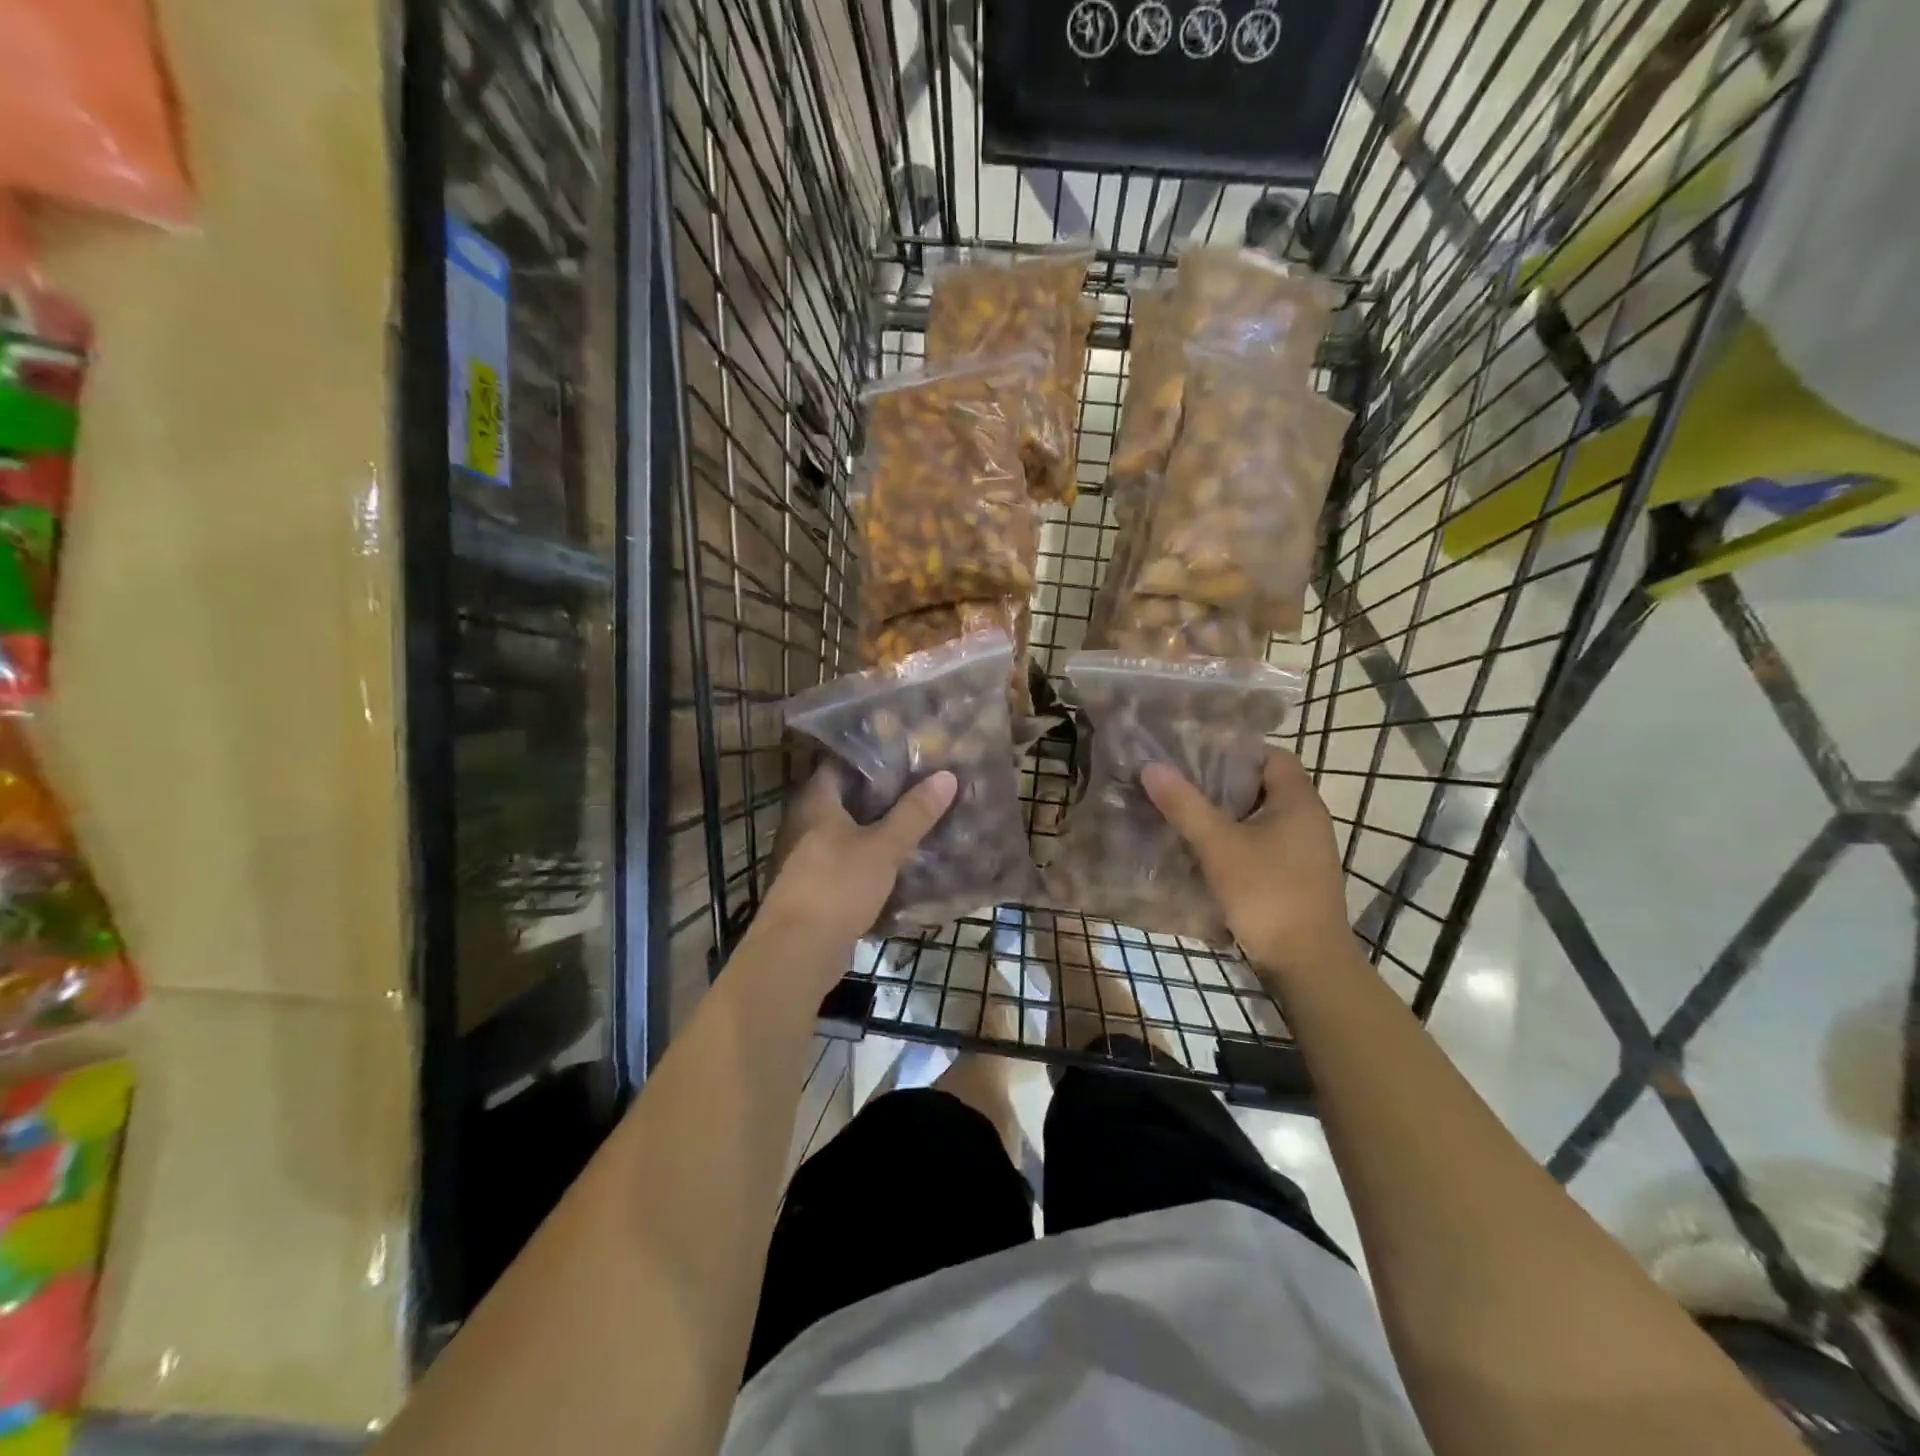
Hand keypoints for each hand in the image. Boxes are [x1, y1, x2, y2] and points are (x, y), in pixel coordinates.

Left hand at [758, 763, 957, 951]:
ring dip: (878, 829)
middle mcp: (805, 824)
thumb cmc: (837, 887)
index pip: (840, 763)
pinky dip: (871, 859)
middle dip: (882, 794)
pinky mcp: (816, 888)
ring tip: (919, 819)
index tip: (907, 752)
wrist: (798, 952)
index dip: (872, 756)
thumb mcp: (883, 847)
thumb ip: (914, 813)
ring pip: (849, 833)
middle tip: (922, 785)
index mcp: (815, 802)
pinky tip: (901, 861)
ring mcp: (807, 858)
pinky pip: (848, 863)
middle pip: (847, 798)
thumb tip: (946, 776)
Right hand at [1141, 749, 1352, 976]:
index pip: (1269, 756)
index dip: (1233, 751)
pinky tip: (1201, 850)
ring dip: (1224, 815)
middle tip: (1178, 783)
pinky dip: (1233, 841)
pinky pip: (1261, 844)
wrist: (1307, 964)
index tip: (1194, 756)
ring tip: (1182, 812)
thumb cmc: (1267, 893)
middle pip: (1261, 786)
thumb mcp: (1218, 845)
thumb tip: (1151, 766)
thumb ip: (1185, 805)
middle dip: (1220, 783)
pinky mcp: (1295, 876)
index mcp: (1298, 801)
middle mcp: (1307, 819)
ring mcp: (1303, 850)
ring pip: (1258, 818)